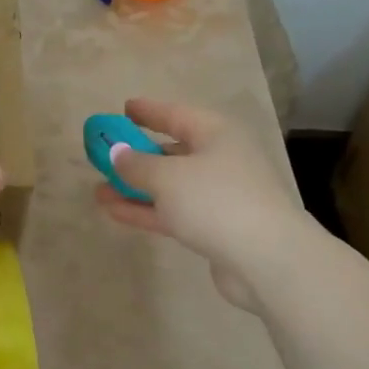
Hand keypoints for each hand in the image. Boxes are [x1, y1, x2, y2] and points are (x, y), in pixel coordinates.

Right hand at [93, 99, 309, 313]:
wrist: (269, 261)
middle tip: (106, 154)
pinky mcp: (217, 228)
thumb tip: (117, 153)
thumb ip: (136, 164)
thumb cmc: (216, 201)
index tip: (124, 108)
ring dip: (136, 188)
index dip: (149, 111)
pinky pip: (174, 211)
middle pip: (173, 151)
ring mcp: (220, 196)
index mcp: (217, 134)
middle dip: (138, 155)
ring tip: (99, 190)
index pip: (176, 114)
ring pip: (170, 186)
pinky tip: (115, 212)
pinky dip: (147, 210)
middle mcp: (221, 159)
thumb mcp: (167, 177)